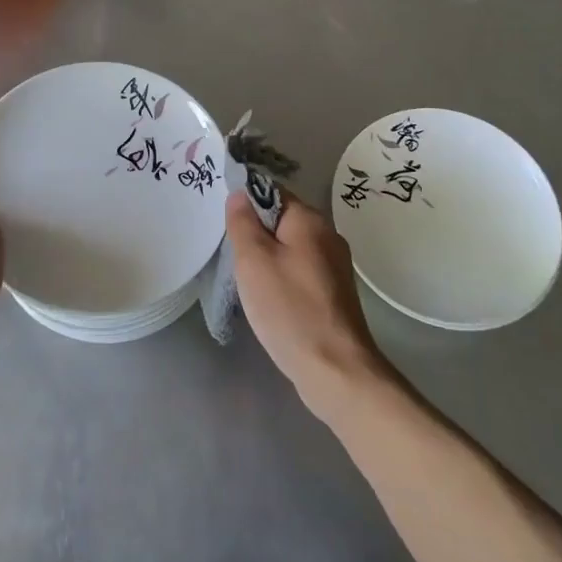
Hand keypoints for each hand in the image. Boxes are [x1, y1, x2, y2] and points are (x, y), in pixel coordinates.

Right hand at [225, 188, 389, 422]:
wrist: (335, 369)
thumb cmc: (289, 309)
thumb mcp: (253, 261)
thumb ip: (243, 223)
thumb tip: (239, 193)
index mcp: (310, 220)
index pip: (272, 192)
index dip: (245, 202)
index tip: (225, 225)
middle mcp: (328, 235)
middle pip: (282, 220)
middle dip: (256, 234)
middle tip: (232, 257)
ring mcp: (335, 265)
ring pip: (291, 248)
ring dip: (268, 258)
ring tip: (247, 281)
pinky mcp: (335, 292)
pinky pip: (301, 271)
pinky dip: (283, 278)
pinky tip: (270, 300)